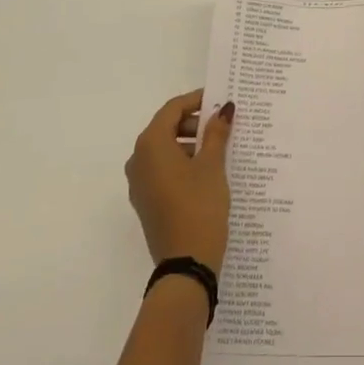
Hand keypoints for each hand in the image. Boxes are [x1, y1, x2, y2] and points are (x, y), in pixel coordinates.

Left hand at [126, 91, 234, 274]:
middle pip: (166, 128)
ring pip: (165, 150)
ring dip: (190, 144)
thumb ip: (216, 133)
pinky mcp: (146, 201)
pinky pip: (163, 170)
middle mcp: (138, 159)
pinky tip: (208, 172)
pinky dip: (183, 164)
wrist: (186, 264)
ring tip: (221, 149)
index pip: (172, 109)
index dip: (197, 101)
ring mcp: (139, 183)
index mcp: (151, 144)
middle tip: (224, 125)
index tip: (220, 99)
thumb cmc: (199, 205)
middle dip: (195, 123)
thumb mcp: (212, 165)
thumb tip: (224, 109)